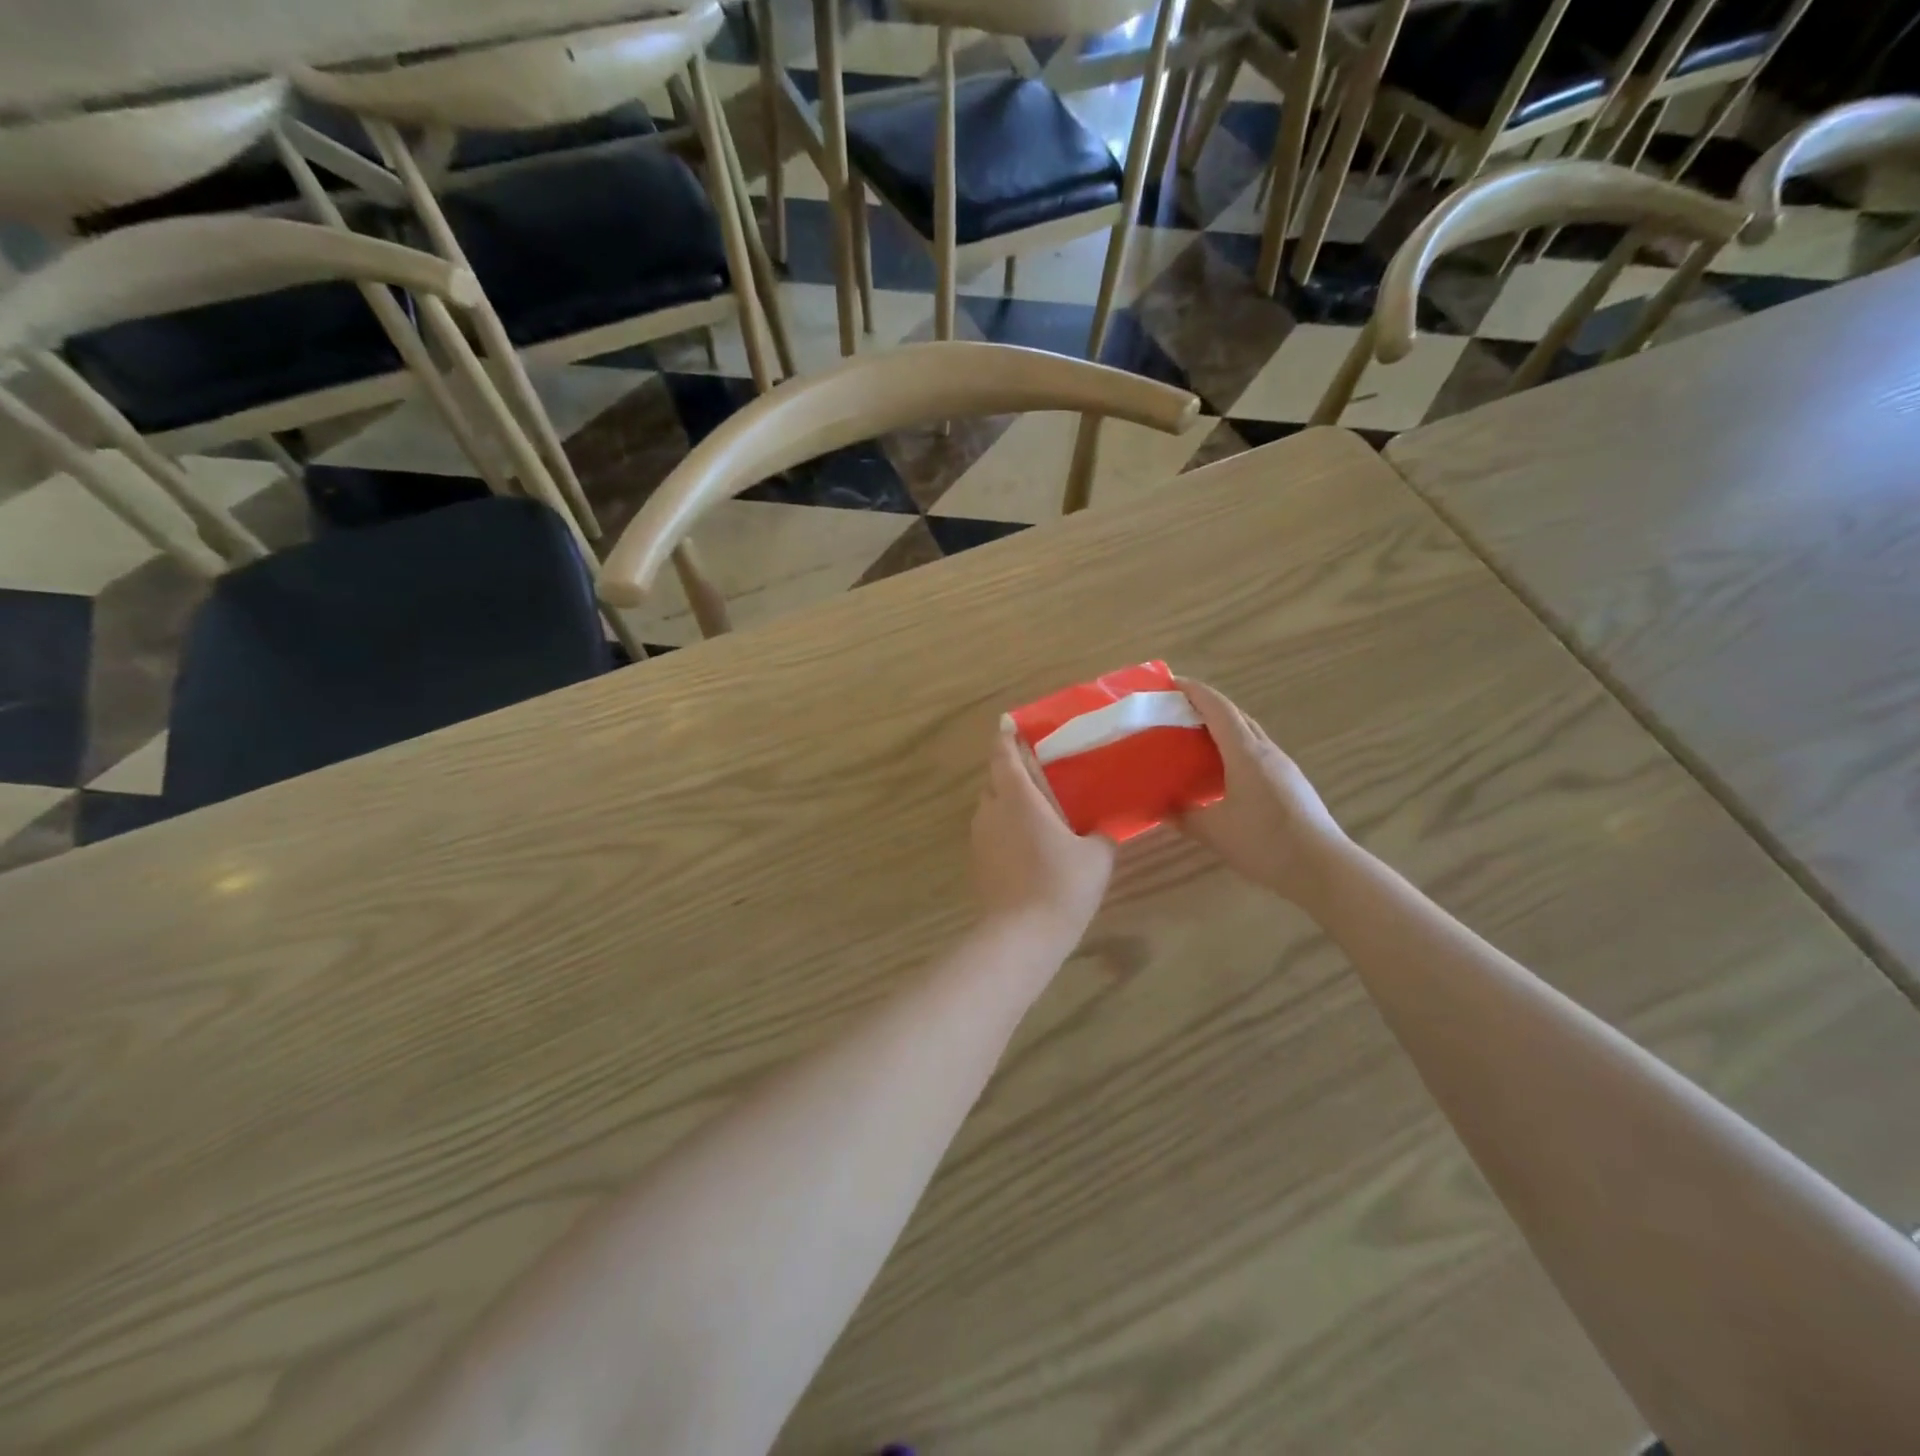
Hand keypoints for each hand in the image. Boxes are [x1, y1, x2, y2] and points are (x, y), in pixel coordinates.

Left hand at [972, 727, 1114, 944]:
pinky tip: (1027, 840)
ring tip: (1036, 806)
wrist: (1022, 935)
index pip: (1005, 755)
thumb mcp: (1096, 856)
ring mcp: (980, 836)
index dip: (1006, 737)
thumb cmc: (1062, 885)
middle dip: (1010, 769)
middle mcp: (992, 810)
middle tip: (1038, 769)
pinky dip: (1005, 825)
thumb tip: (1108, 824)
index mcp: (1018, 797)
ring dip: (1007, 799)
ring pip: (991, 805)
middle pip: (995, 778)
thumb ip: (1101, 832)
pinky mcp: (978, 860)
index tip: (1009, 723)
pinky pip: (990, 829)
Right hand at [1175, 679, 1351, 905]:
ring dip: (1222, 729)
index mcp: (1246, 753)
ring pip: (1248, 735)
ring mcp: (1282, 767)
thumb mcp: (1214, 832)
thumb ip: (1183, 816)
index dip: (1194, 691)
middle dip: (1206, 706)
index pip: (1218, 708)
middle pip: (1235, 716)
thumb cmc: (1265, 842)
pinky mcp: (1290, 784)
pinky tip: (1222, 772)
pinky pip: (1256, 754)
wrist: (1323, 869)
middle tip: (1176, 711)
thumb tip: (1160, 808)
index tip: (1170, 682)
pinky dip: (1234, 750)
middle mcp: (1266, 752)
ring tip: (1194, 739)